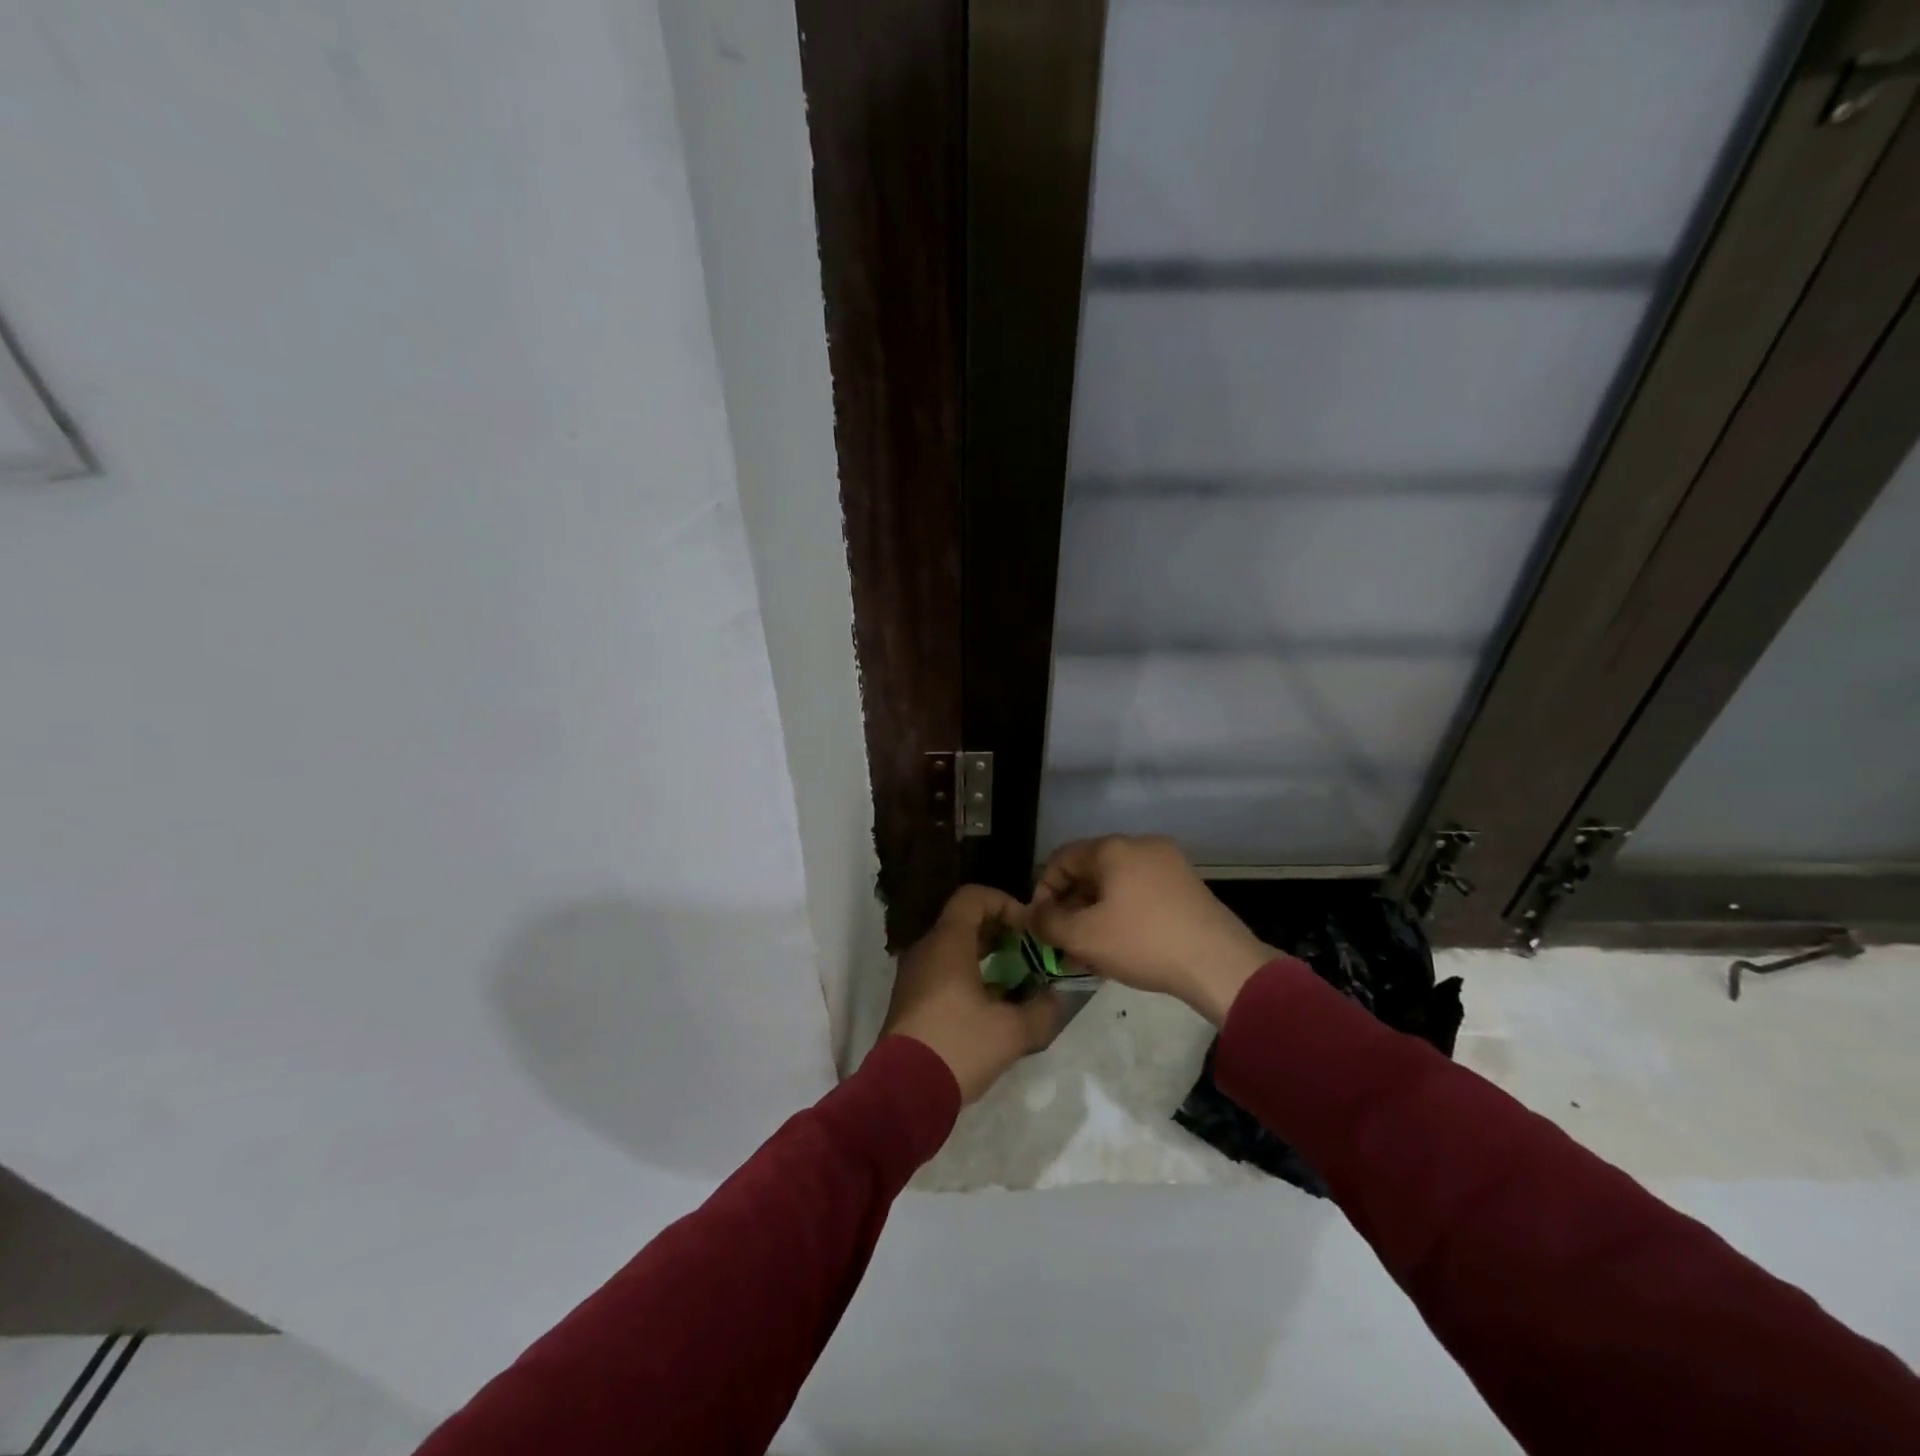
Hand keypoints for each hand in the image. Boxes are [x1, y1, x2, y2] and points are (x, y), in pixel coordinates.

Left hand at [883, 885, 1062, 1101]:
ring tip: (1015, 981)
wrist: (903, 1092)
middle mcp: (926, 949)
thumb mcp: (1012, 1031)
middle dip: (1000, 932)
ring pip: (953, 949)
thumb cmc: (959, 1046)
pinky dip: (967, 977)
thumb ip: (1042, 1010)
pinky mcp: (909, 1001)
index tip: (1027, 929)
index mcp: (947, 942)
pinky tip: (990, 1007)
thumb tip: (1055, 998)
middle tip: (1028, 954)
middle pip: (964, 921)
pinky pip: (942, 972)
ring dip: (985, 957)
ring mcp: (913, 975)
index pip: (973, 896)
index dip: (1004, 903)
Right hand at [1028, 835, 1277, 1025]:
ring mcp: (1169, 865)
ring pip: (1116, 886)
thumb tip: (1032, 916)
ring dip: (1095, 915)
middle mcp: (1141, 846)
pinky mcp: (1187, 887)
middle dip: (1070, 907)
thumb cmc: (1143, 942)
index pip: (1061, 858)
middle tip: (1062, 943)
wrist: (1219, 964)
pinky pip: (1140, 894)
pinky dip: (1122, 915)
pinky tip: (1119, 949)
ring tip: (1088, 954)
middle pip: (1090, 871)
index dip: (1043, 890)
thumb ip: (1047, 923)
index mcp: (1114, 848)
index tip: (1040, 924)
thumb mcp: (1084, 937)